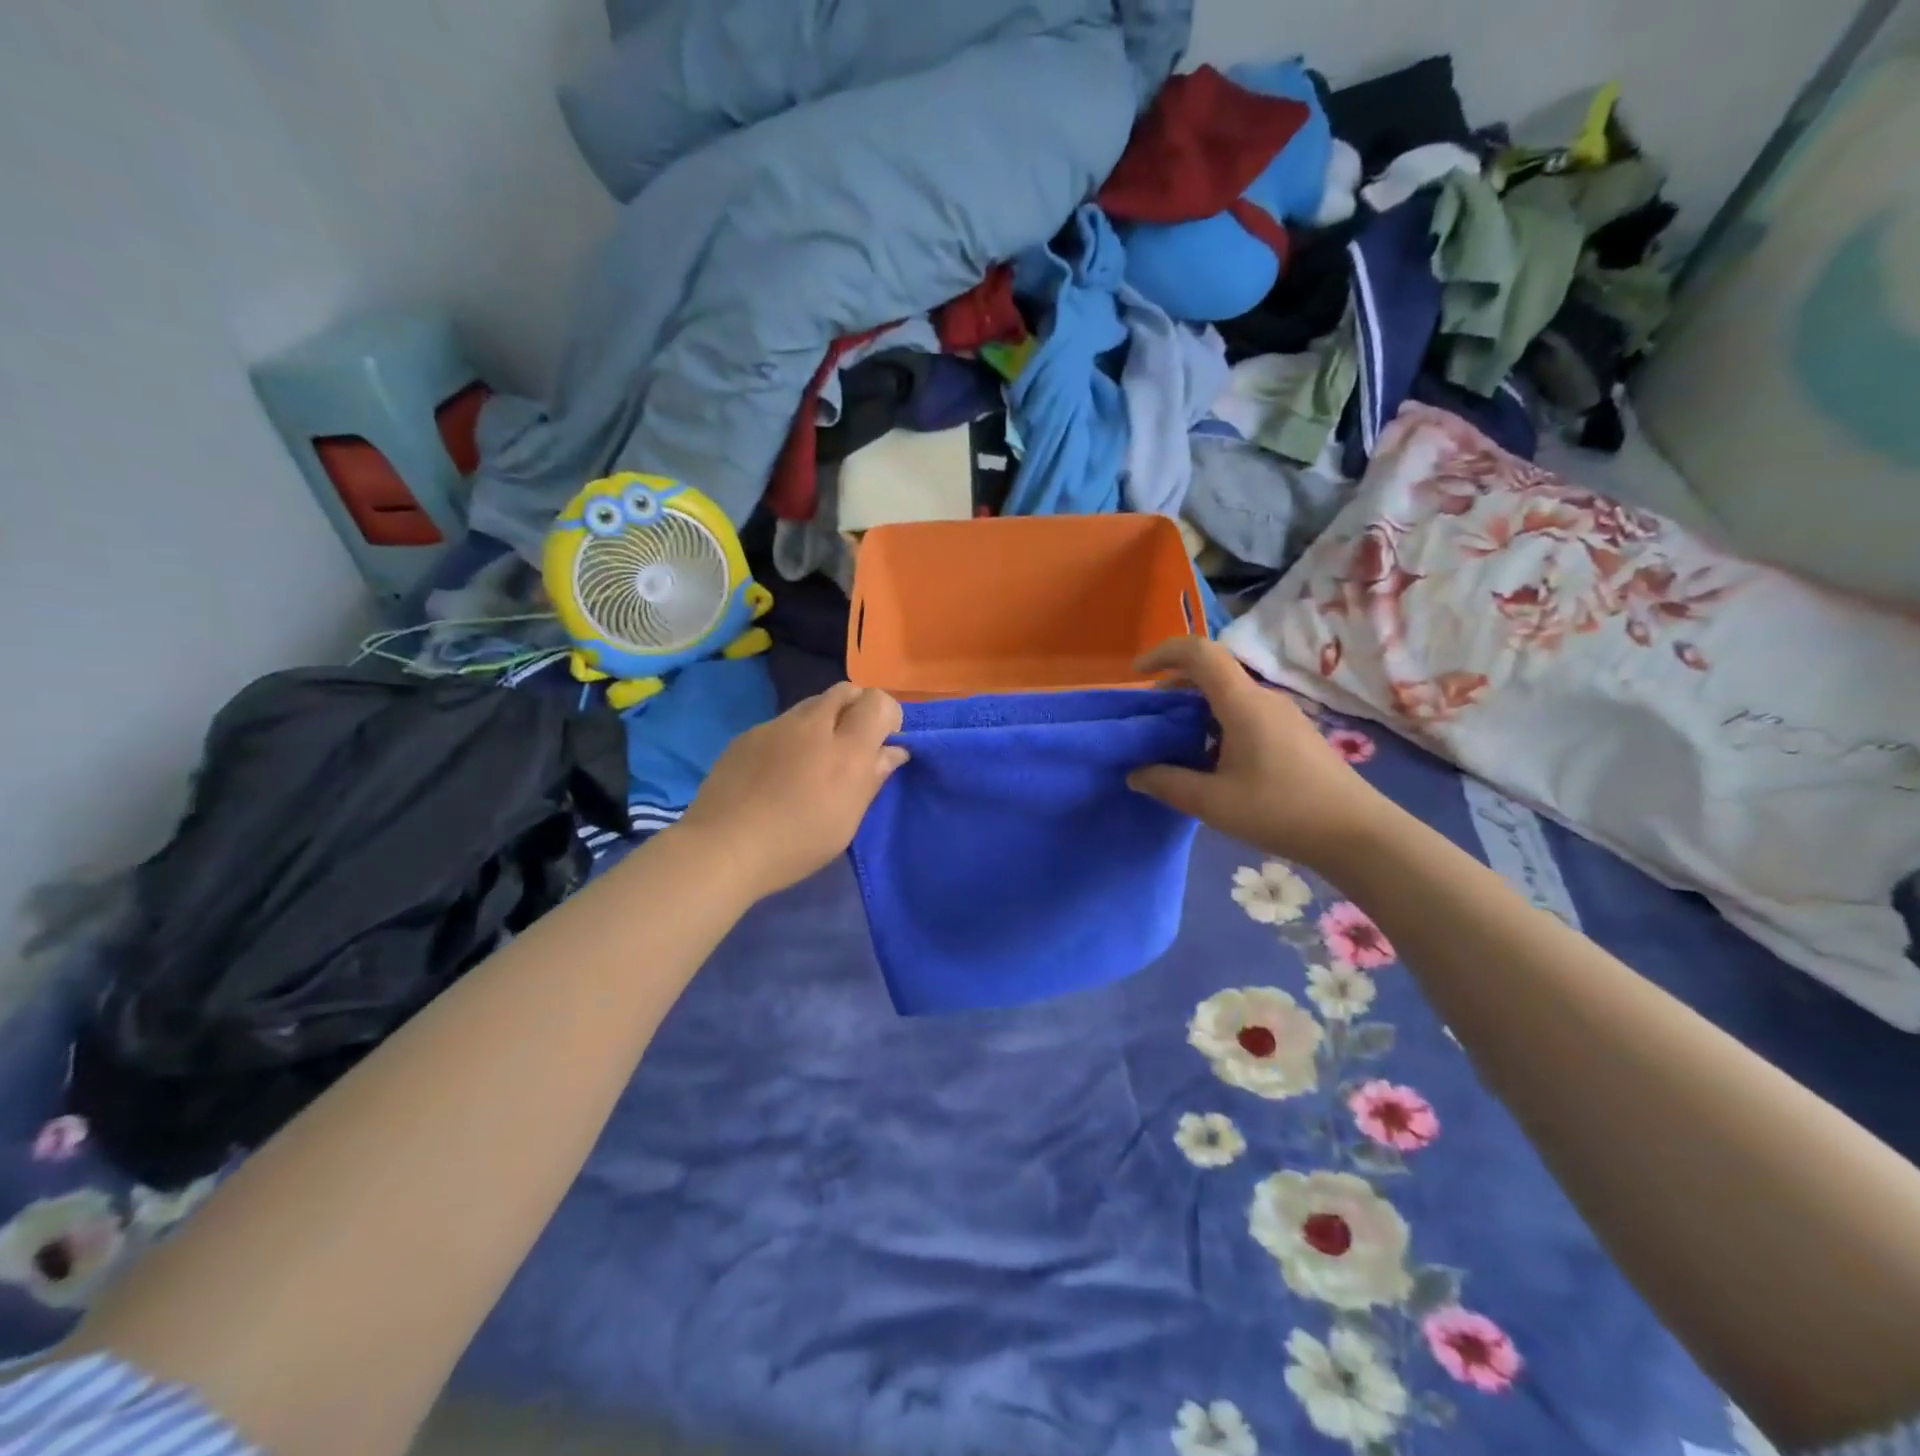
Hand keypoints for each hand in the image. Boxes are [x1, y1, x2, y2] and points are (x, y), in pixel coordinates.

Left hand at [675, 682, 908, 900]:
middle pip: (845, 690)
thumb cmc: (796, 843)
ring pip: (811, 705)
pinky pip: (781, 724)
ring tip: (812, 760)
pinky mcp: (748, 735)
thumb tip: (893, 750)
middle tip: (851, 746)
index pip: (878, 701)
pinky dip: (791, 737)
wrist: (723, 847)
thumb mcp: (847, 820)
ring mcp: (776, 726)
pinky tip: (777, 772)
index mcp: (846, 748)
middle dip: (856, 708)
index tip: (882, 743)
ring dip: (823, 721)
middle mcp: (813, 725)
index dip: (887, 715)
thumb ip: (873, 778)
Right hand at [1128, 637, 1390, 867]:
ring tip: (1173, 742)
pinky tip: (1209, 759)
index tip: (1137, 673)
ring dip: (1195, 708)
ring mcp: (1282, 716)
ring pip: (1228, 695)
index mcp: (1243, 703)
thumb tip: (1135, 773)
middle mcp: (1263, 699)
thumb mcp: (1213, 803)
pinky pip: (1245, 713)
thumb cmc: (1280, 811)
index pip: (1199, 653)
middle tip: (1149, 718)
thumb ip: (1168, 783)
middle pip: (1212, 673)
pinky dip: (1215, 722)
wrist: (1356, 834)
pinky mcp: (1292, 734)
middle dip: (1173, 686)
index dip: (1164, 652)